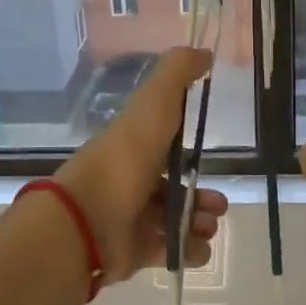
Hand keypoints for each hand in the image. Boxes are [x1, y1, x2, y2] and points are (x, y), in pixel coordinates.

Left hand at [55, 48, 228, 284]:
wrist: (88, 218)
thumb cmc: (125, 158)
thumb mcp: (154, 104)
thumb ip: (177, 74)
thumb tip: (204, 52)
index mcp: (135, 147)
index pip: (166, 148)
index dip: (190, 153)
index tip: (213, 158)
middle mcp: (133, 182)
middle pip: (176, 190)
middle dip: (203, 198)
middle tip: (216, 206)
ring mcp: (132, 220)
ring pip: (177, 222)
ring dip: (200, 223)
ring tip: (206, 226)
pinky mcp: (134, 252)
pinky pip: (171, 252)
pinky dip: (189, 251)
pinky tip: (196, 246)